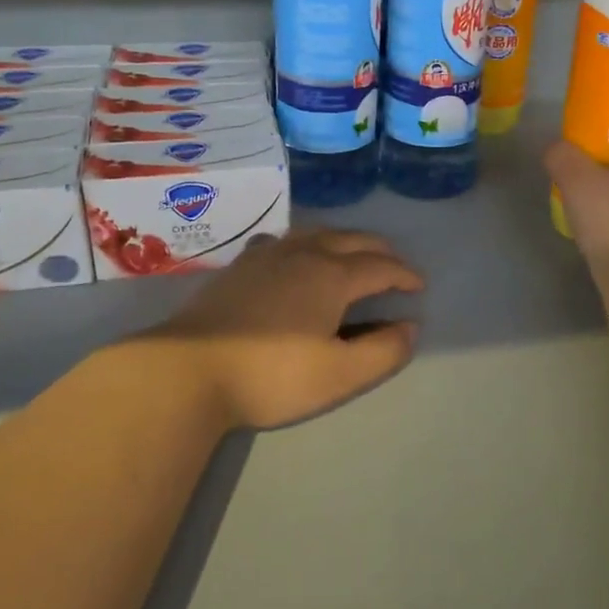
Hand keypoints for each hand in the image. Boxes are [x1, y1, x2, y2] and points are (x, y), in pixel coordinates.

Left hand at [149, 230, 423, 428]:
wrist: (188, 368)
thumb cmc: (272, 375)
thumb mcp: (339, 375)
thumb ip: (382, 351)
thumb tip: (409, 328)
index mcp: (332, 275)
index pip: (381, 267)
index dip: (405, 275)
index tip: (419, 286)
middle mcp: (304, 253)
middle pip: (352, 240)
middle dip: (380, 251)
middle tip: (394, 267)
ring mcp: (268, 255)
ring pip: (318, 233)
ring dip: (345, 241)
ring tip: (353, 256)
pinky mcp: (241, 265)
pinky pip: (285, 240)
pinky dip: (307, 243)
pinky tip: (296, 257)